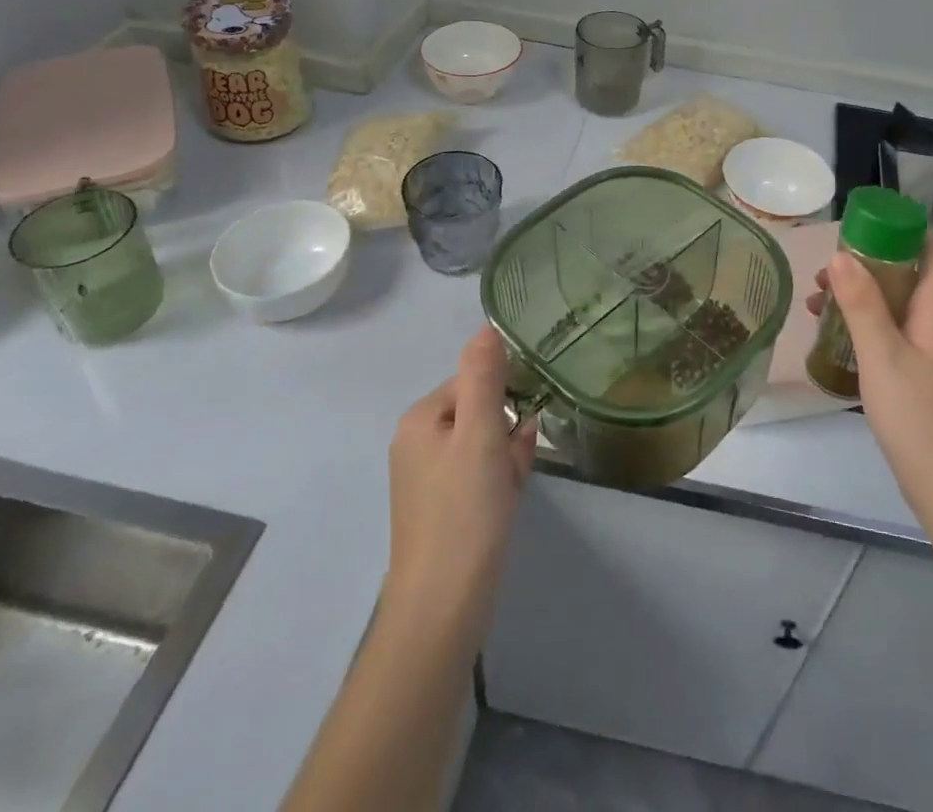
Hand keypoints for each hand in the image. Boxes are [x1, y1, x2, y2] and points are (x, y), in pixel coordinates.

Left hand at [384, 328, 537, 633]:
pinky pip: (477, 473)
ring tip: (511, 487)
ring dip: (507, 456)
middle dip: (506, 432)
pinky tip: (508, 498)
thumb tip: (486, 325)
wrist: (442, 607)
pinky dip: (499, 478)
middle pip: (479, 412)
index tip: (515, 431)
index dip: (502, 401)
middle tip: (514, 466)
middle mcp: (417, 442)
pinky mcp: (440, 507)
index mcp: (420, 419)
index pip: (473, 381)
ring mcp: (426, 477)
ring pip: (482, 444)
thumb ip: (484, 376)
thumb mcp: (480, 435)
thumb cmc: (464, 512)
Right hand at [808, 235, 932, 527]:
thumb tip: (840, 253)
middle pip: (908, 272)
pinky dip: (861, 323)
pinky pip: (888, 330)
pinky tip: (830, 335)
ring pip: (894, 303)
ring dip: (858, 294)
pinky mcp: (917, 372)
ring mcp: (928, 349)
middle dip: (866, 262)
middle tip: (826, 270)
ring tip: (816, 300)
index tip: (861, 226)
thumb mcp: (883, 355)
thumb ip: (862, 304)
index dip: (903, 229)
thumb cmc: (920, 417)